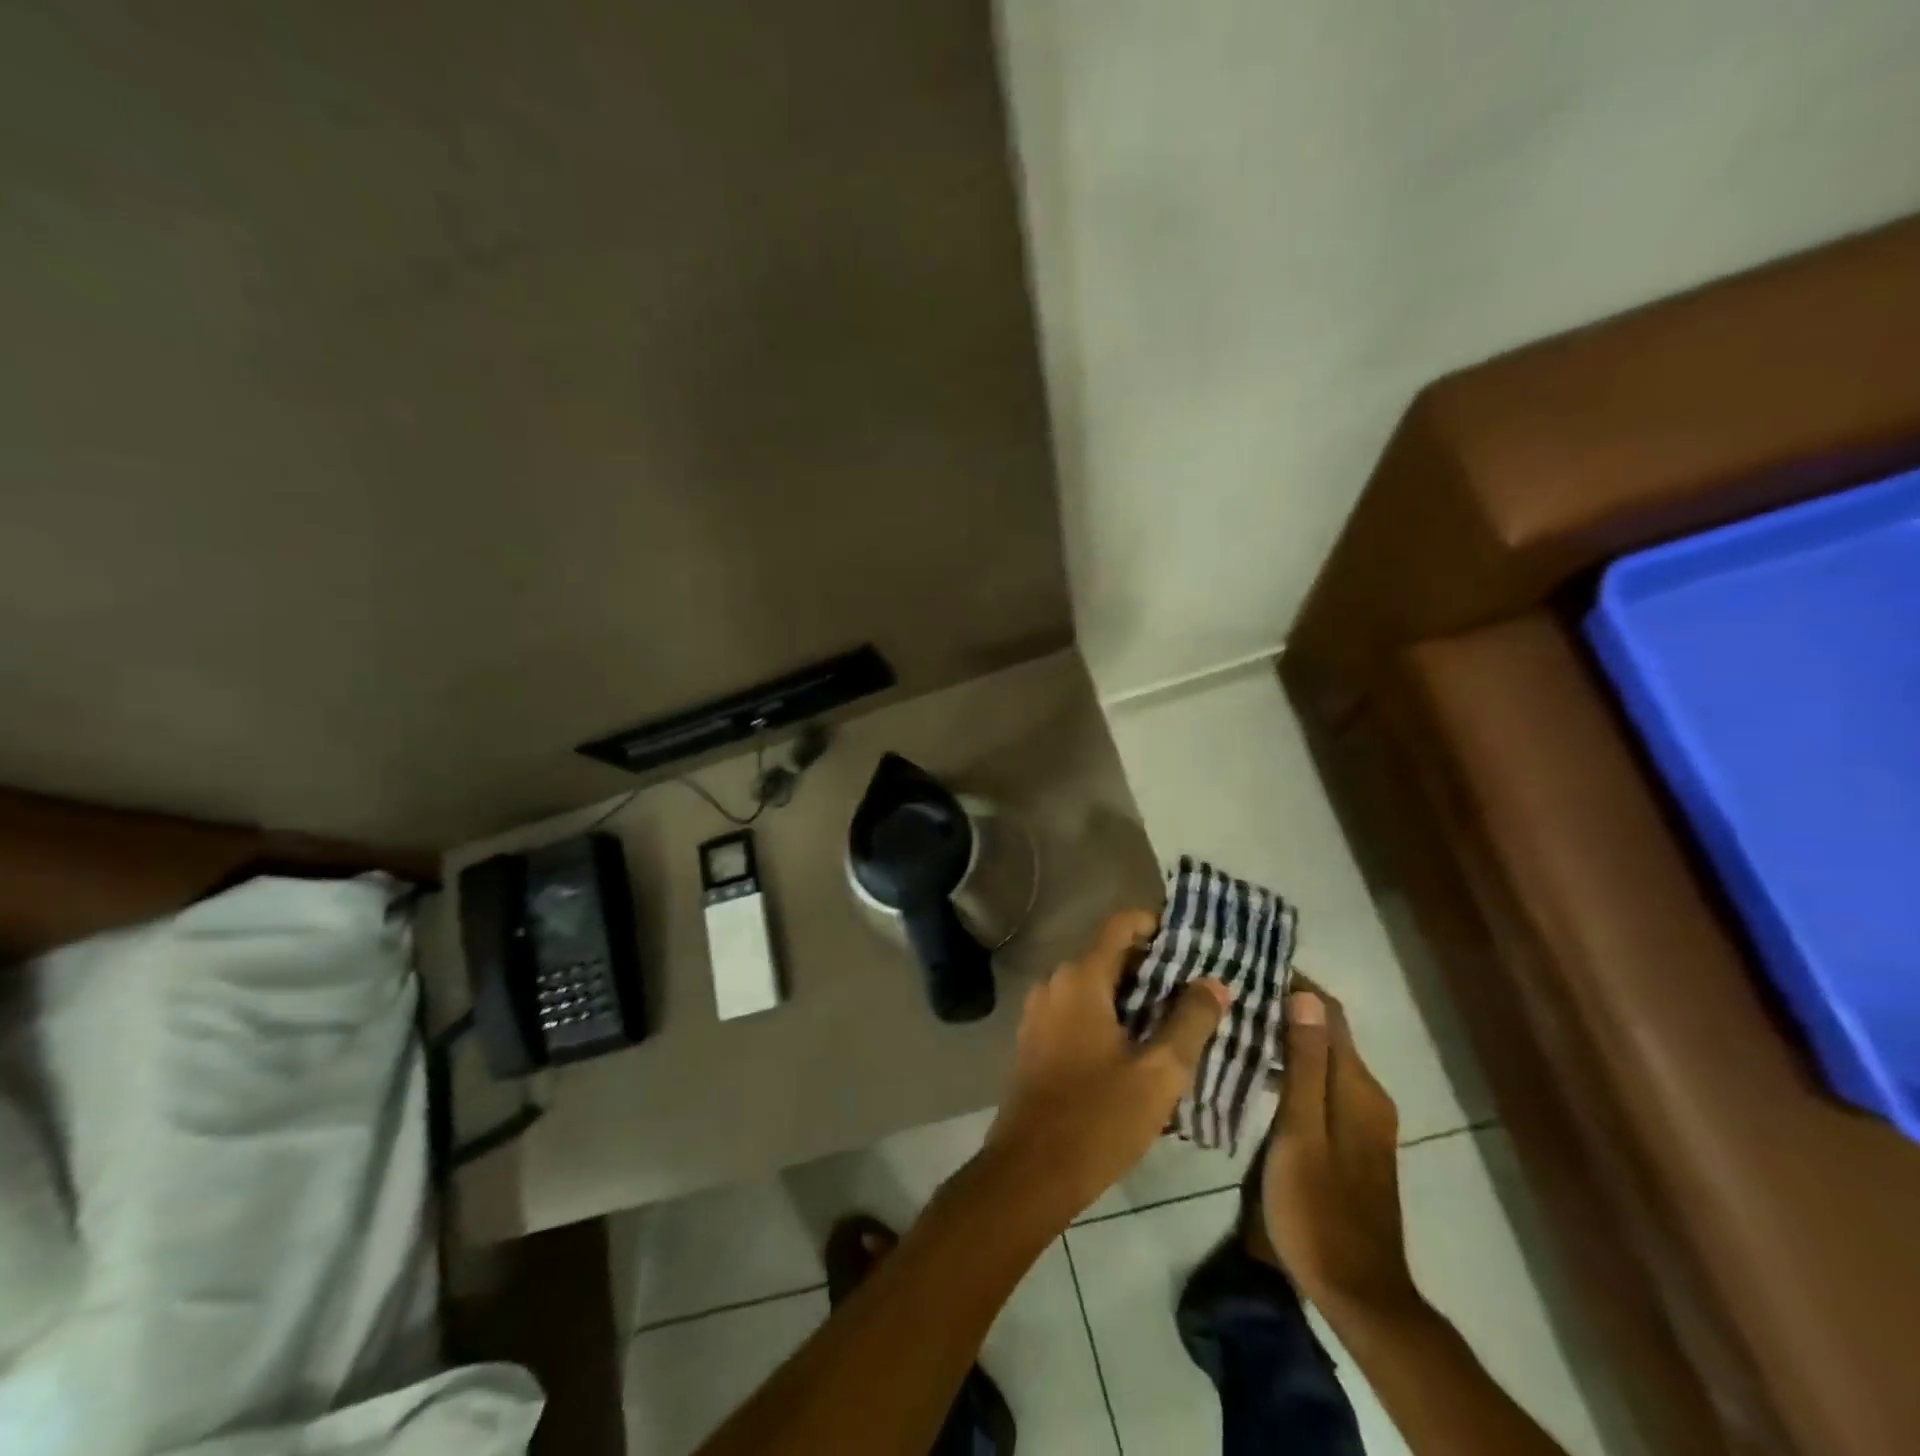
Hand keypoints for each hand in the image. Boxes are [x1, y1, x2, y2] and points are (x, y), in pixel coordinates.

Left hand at [984, 910, 1228, 1223]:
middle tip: (1195, 993)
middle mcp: (1054, 982)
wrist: (1029, 1172)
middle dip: (1152, 969)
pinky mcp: (1034, 1039)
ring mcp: (1039, 1011)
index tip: (1191, 945)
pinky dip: (1107, 1017)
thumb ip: (1189, 1021)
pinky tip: (1135, 1051)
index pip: (1120, 925)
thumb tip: (1213, 982)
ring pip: (1094, 987)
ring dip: (1131, 998)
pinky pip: (1077, 1011)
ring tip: (1174, 1024)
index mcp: (1080, 978)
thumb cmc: (1098, 1118)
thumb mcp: (1158, 1073)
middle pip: (1109, 956)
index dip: (1156, 926)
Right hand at [1259, 986, 1420, 1321]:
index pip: (1328, 1012)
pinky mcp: (1350, 1140)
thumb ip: (1305, 1065)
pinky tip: (1257, 1070)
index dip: (1294, 984)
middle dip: (1285, 1006)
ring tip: (1237, 1022)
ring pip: (1322, 1058)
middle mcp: (1366, 1095)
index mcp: (1356, 1087)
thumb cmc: (1318, 1208)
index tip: (1250, 966)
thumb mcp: (1301, 1133)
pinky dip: (1292, 1066)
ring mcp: (1361, 1120)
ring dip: (1286, 1036)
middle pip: (1326, 1032)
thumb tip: (1306, 995)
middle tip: (1232, 992)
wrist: (1357, 1291)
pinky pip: (1321, 1083)